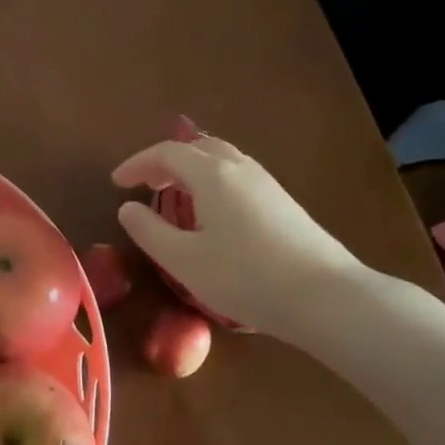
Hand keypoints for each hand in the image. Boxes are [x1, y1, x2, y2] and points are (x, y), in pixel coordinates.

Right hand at [112, 134, 366, 344]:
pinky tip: (213, 215)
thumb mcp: (184, 260)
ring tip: (176, 198)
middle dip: (166, 161)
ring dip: (192, 171)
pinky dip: (213, 183)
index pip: (166, 153)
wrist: (327, 297)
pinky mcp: (284, 203)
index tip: (116, 183)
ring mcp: (267, 184)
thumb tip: (128, 209)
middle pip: (197, 147)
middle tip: (146, 185)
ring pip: (221, 160)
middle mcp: (240, 168)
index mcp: (211, 174)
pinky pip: (238, 177)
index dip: (137, 164)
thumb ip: (149, 232)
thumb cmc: (246, 277)